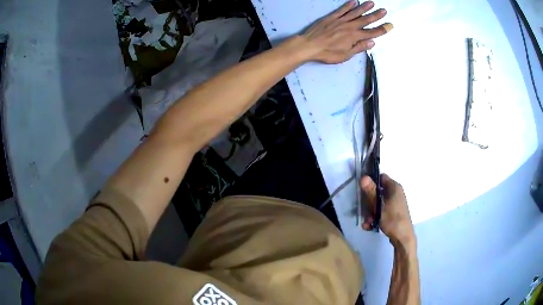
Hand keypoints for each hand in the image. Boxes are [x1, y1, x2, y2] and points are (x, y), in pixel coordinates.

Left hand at [300, 0, 392, 63]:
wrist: (309, 45)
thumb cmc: (328, 53)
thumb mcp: (346, 55)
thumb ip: (359, 47)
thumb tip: (372, 42)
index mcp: (354, 37)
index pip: (372, 33)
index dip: (382, 29)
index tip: (390, 25)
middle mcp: (350, 27)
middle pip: (365, 20)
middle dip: (376, 15)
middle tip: (384, 10)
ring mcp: (340, 20)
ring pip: (355, 12)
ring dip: (364, 7)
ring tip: (372, 3)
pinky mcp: (331, 17)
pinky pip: (342, 10)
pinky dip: (348, 5)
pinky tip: (354, 1)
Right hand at [361, 174, 414, 245]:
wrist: (402, 237)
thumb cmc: (392, 220)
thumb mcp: (379, 206)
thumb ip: (371, 192)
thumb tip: (363, 177)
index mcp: (394, 187)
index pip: (381, 177)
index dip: (371, 182)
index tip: (363, 190)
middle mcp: (395, 193)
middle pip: (378, 192)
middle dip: (369, 203)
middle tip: (365, 211)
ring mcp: (395, 203)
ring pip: (378, 203)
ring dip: (370, 212)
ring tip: (367, 222)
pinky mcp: (393, 212)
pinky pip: (382, 211)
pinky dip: (375, 217)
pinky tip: (370, 226)